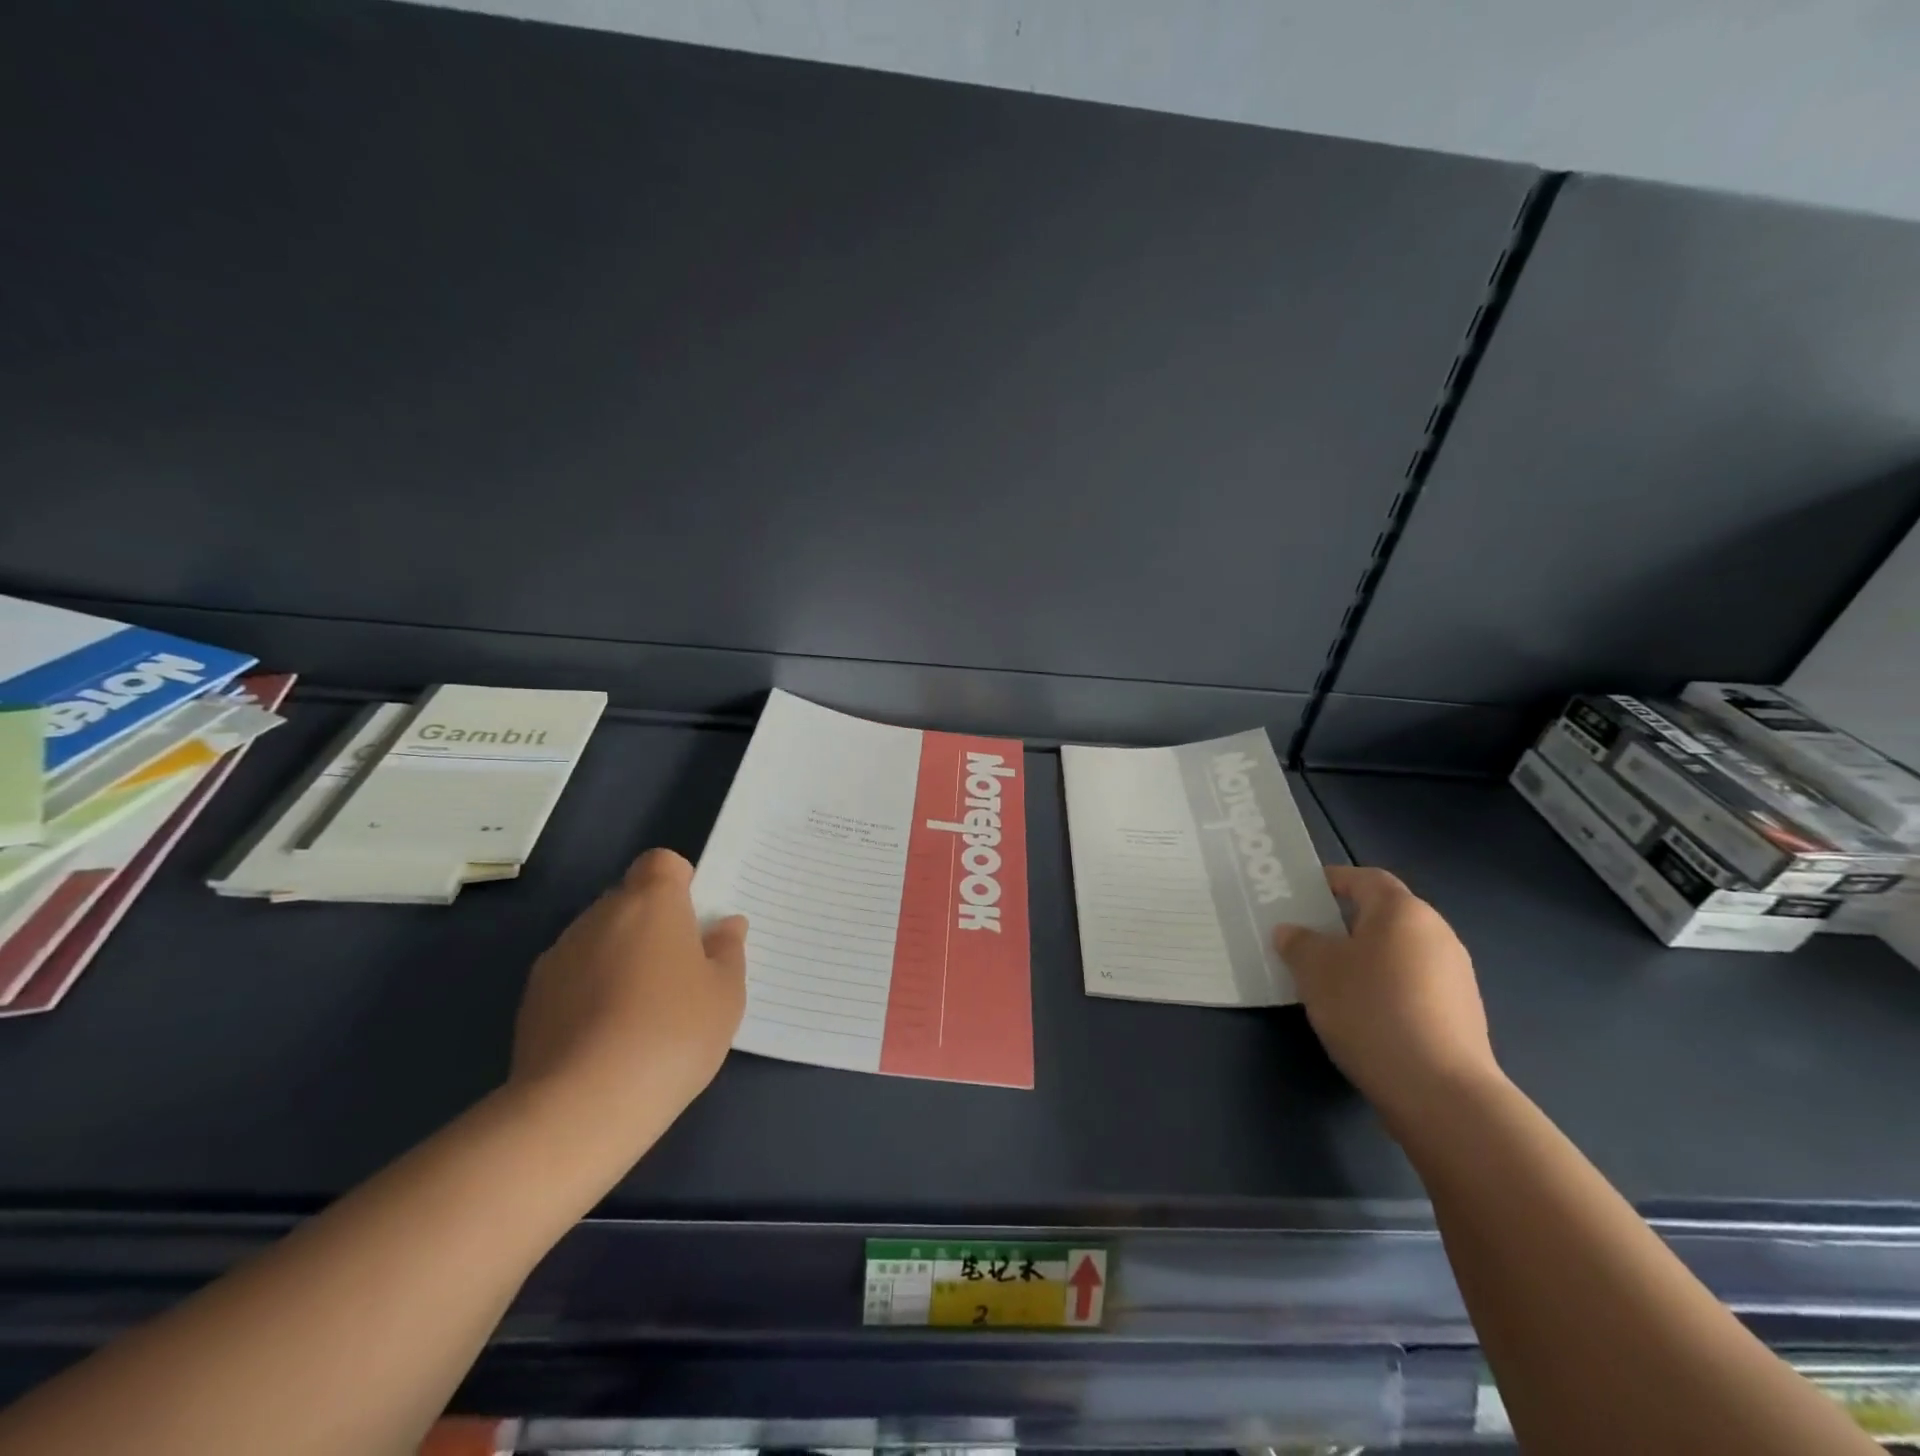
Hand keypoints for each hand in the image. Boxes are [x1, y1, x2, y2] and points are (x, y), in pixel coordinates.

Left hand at [509, 849, 746, 1144]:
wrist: (582, 1105)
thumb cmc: (672, 1033)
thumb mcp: (725, 994)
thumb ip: (727, 951)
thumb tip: (726, 925)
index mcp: (651, 901)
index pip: (661, 863)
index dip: (679, 884)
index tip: (694, 922)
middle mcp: (600, 915)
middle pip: (629, 900)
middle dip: (652, 925)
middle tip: (678, 972)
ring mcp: (560, 955)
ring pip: (599, 939)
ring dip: (619, 958)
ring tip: (640, 1012)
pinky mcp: (531, 998)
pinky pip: (572, 977)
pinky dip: (590, 992)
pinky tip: (606, 1037)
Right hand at [1274, 865, 1503, 1129]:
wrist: (1440, 1091)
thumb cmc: (1370, 1009)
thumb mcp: (1314, 969)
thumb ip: (1298, 942)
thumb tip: (1293, 932)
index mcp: (1403, 911)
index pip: (1365, 878)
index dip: (1333, 880)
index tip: (1304, 894)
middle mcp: (1437, 933)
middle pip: (1384, 915)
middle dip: (1346, 924)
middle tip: (1309, 940)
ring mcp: (1456, 975)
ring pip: (1399, 952)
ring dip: (1366, 959)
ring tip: (1330, 982)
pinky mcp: (1462, 1014)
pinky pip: (1413, 984)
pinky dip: (1386, 988)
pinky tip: (1364, 1015)